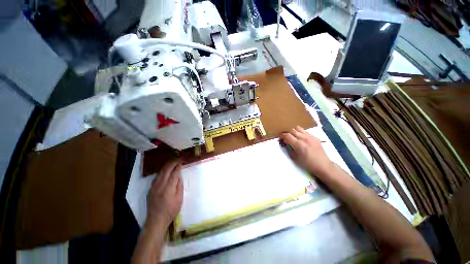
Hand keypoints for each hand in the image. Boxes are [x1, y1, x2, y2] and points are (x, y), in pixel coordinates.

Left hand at [147, 159, 182, 228]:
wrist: (156, 220)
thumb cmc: (171, 210)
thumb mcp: (179, 199)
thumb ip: (179, 186)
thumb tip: (179, 177)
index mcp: (168, 188)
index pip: (174, 173)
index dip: (178, 166)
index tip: (182, 161)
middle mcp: (160, 185)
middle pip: (166, 169)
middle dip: (172, 162)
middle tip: (178, 158)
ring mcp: (154, 186)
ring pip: (160, 172)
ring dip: (167, 165)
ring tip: (173, 161)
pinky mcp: (151, 189)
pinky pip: (157, 177)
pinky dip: (162, 171)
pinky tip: (165, 171)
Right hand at [280, 126, 333, 177]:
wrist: (323, 165)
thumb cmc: (307, 164)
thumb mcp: (295, 158)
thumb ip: (289, 149)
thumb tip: (285, 143)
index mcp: (298, 144)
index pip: (287, 135)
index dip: (281, 135)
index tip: (280, 138)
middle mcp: (303, 138)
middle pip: (291, 130)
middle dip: (286, 133)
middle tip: (284, 137)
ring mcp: (310, 136)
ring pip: (298, 128)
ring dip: (293, 131)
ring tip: (292, 136)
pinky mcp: (314, 137)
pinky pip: (305, 131)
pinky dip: (300, 133)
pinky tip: (301, 138)